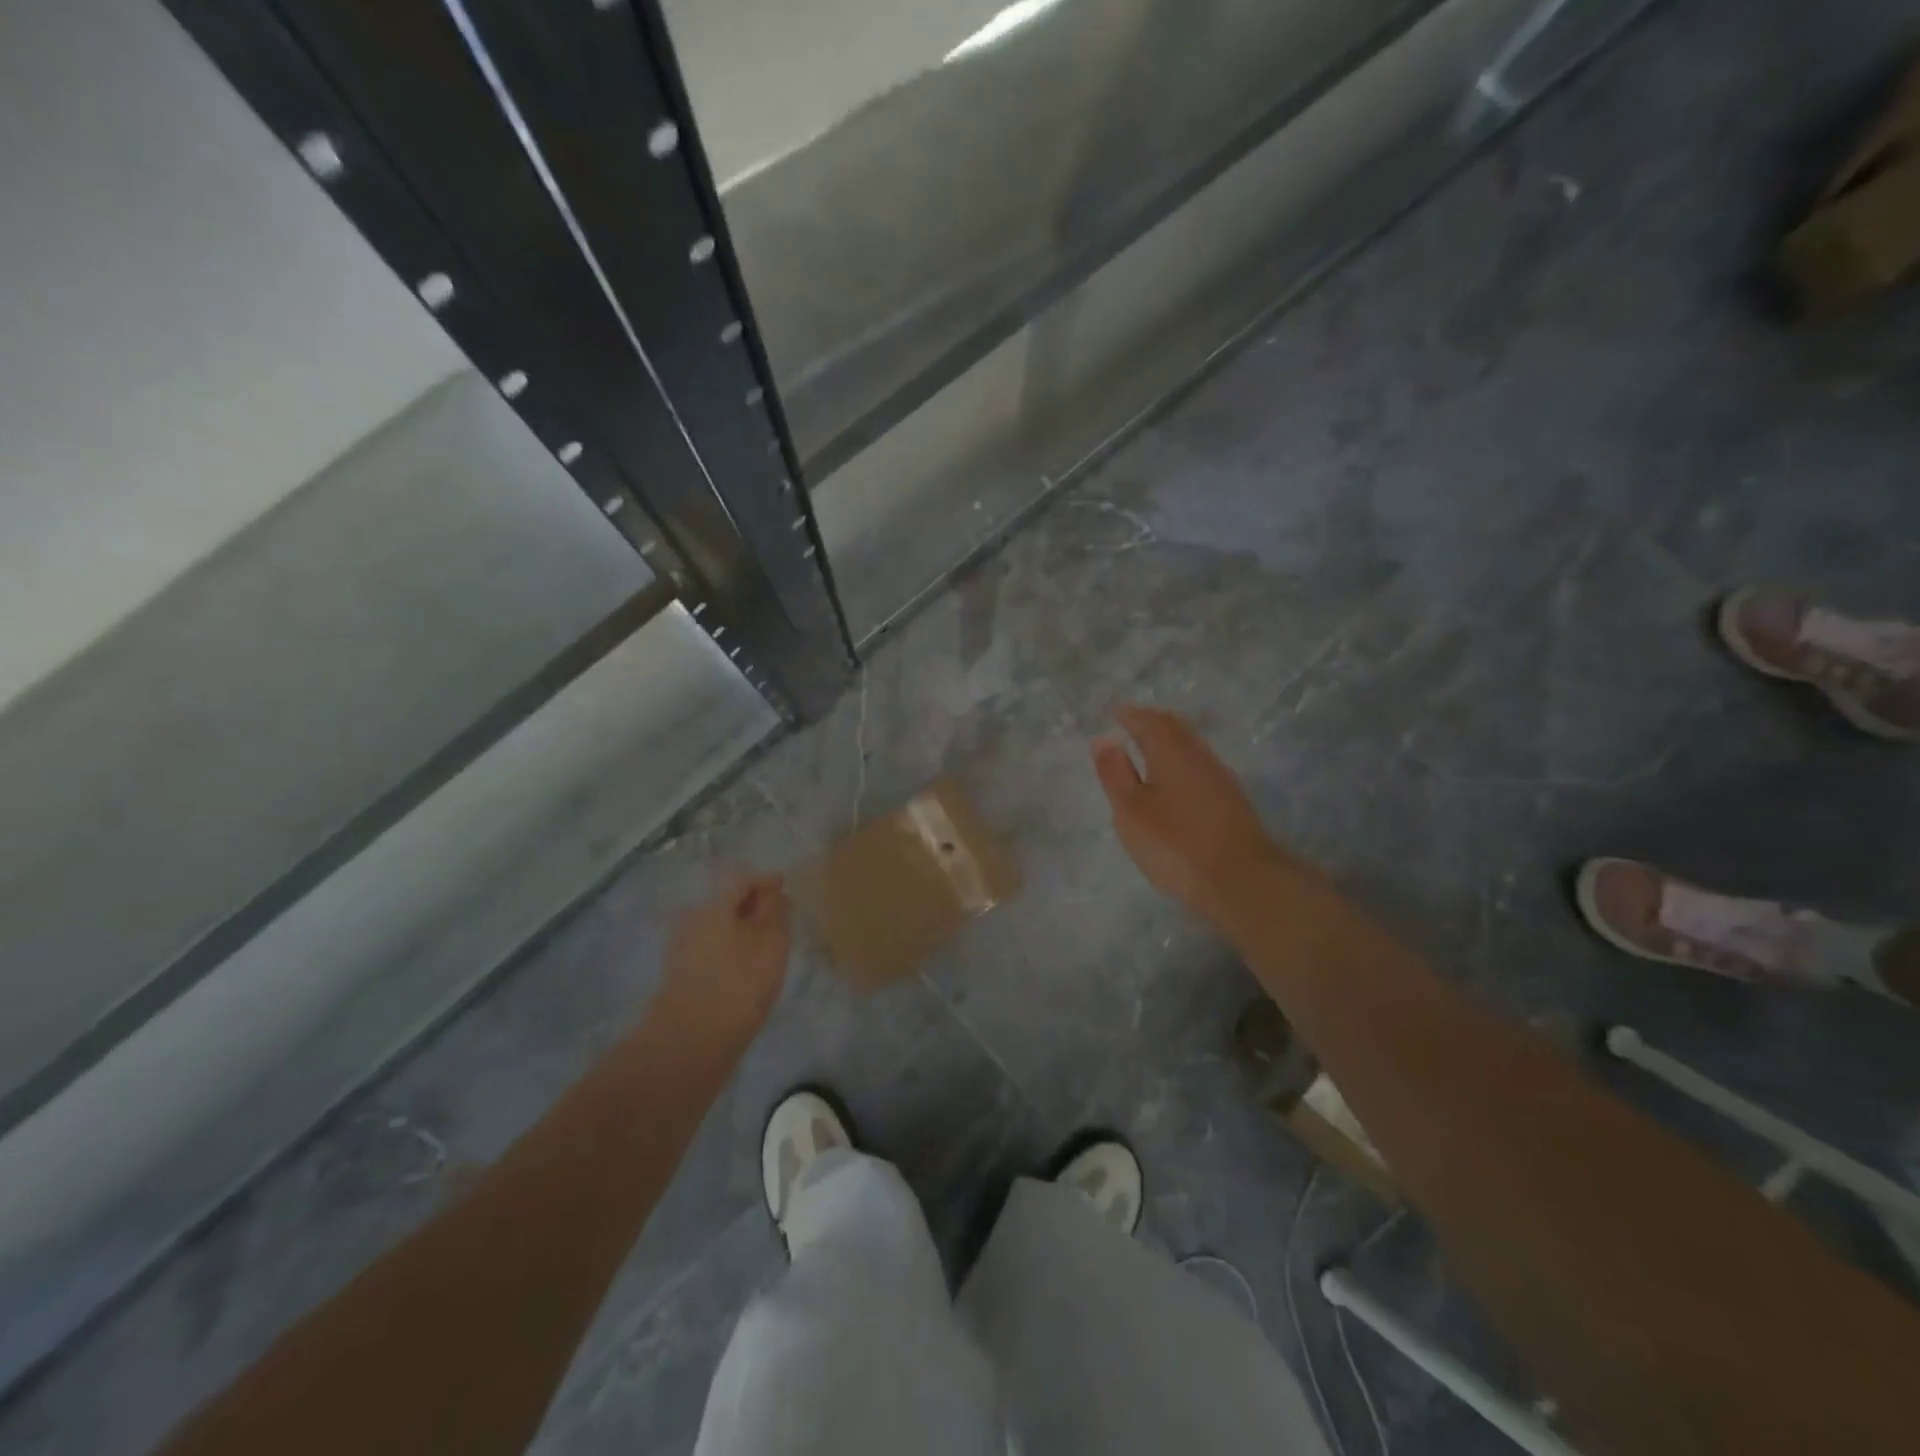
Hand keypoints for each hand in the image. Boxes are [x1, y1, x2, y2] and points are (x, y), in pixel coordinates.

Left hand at [654, 873, 792, 1043]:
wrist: (688, 1045)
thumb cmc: (738, 985)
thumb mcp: (771, 943)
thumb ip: (776, 911)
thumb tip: (772, 893)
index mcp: (714, 905)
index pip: (742, 879)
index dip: (766, 880)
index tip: (786, 886)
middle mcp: (693, 920)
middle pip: (727, 902)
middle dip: (754, 906)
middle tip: (781, 918)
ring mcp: (683, 949)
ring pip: (719, 927)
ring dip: (742, 930)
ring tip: (767, 947)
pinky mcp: (681, 977)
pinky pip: (712, 950)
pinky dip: (731, 951)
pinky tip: (746, 970)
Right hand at [1091, 706, 1294, 925]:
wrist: (1241, 881)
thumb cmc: (1176, 843)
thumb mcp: (1131, 810)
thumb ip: (1115, 773)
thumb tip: (1104, 739)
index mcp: (1172, 752)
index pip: (1149, 721)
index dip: (1130, 715)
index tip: (1114, 713)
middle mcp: (1200, 756)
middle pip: (1175, 729)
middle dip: (1151, 723)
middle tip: (1131, 724)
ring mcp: (1220, 779)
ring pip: (1190, 747)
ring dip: (1168, 742)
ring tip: (1147, 750)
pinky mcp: (1231, 802)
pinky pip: (1199, 767)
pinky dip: (1180, 762)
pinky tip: (1173, 782)